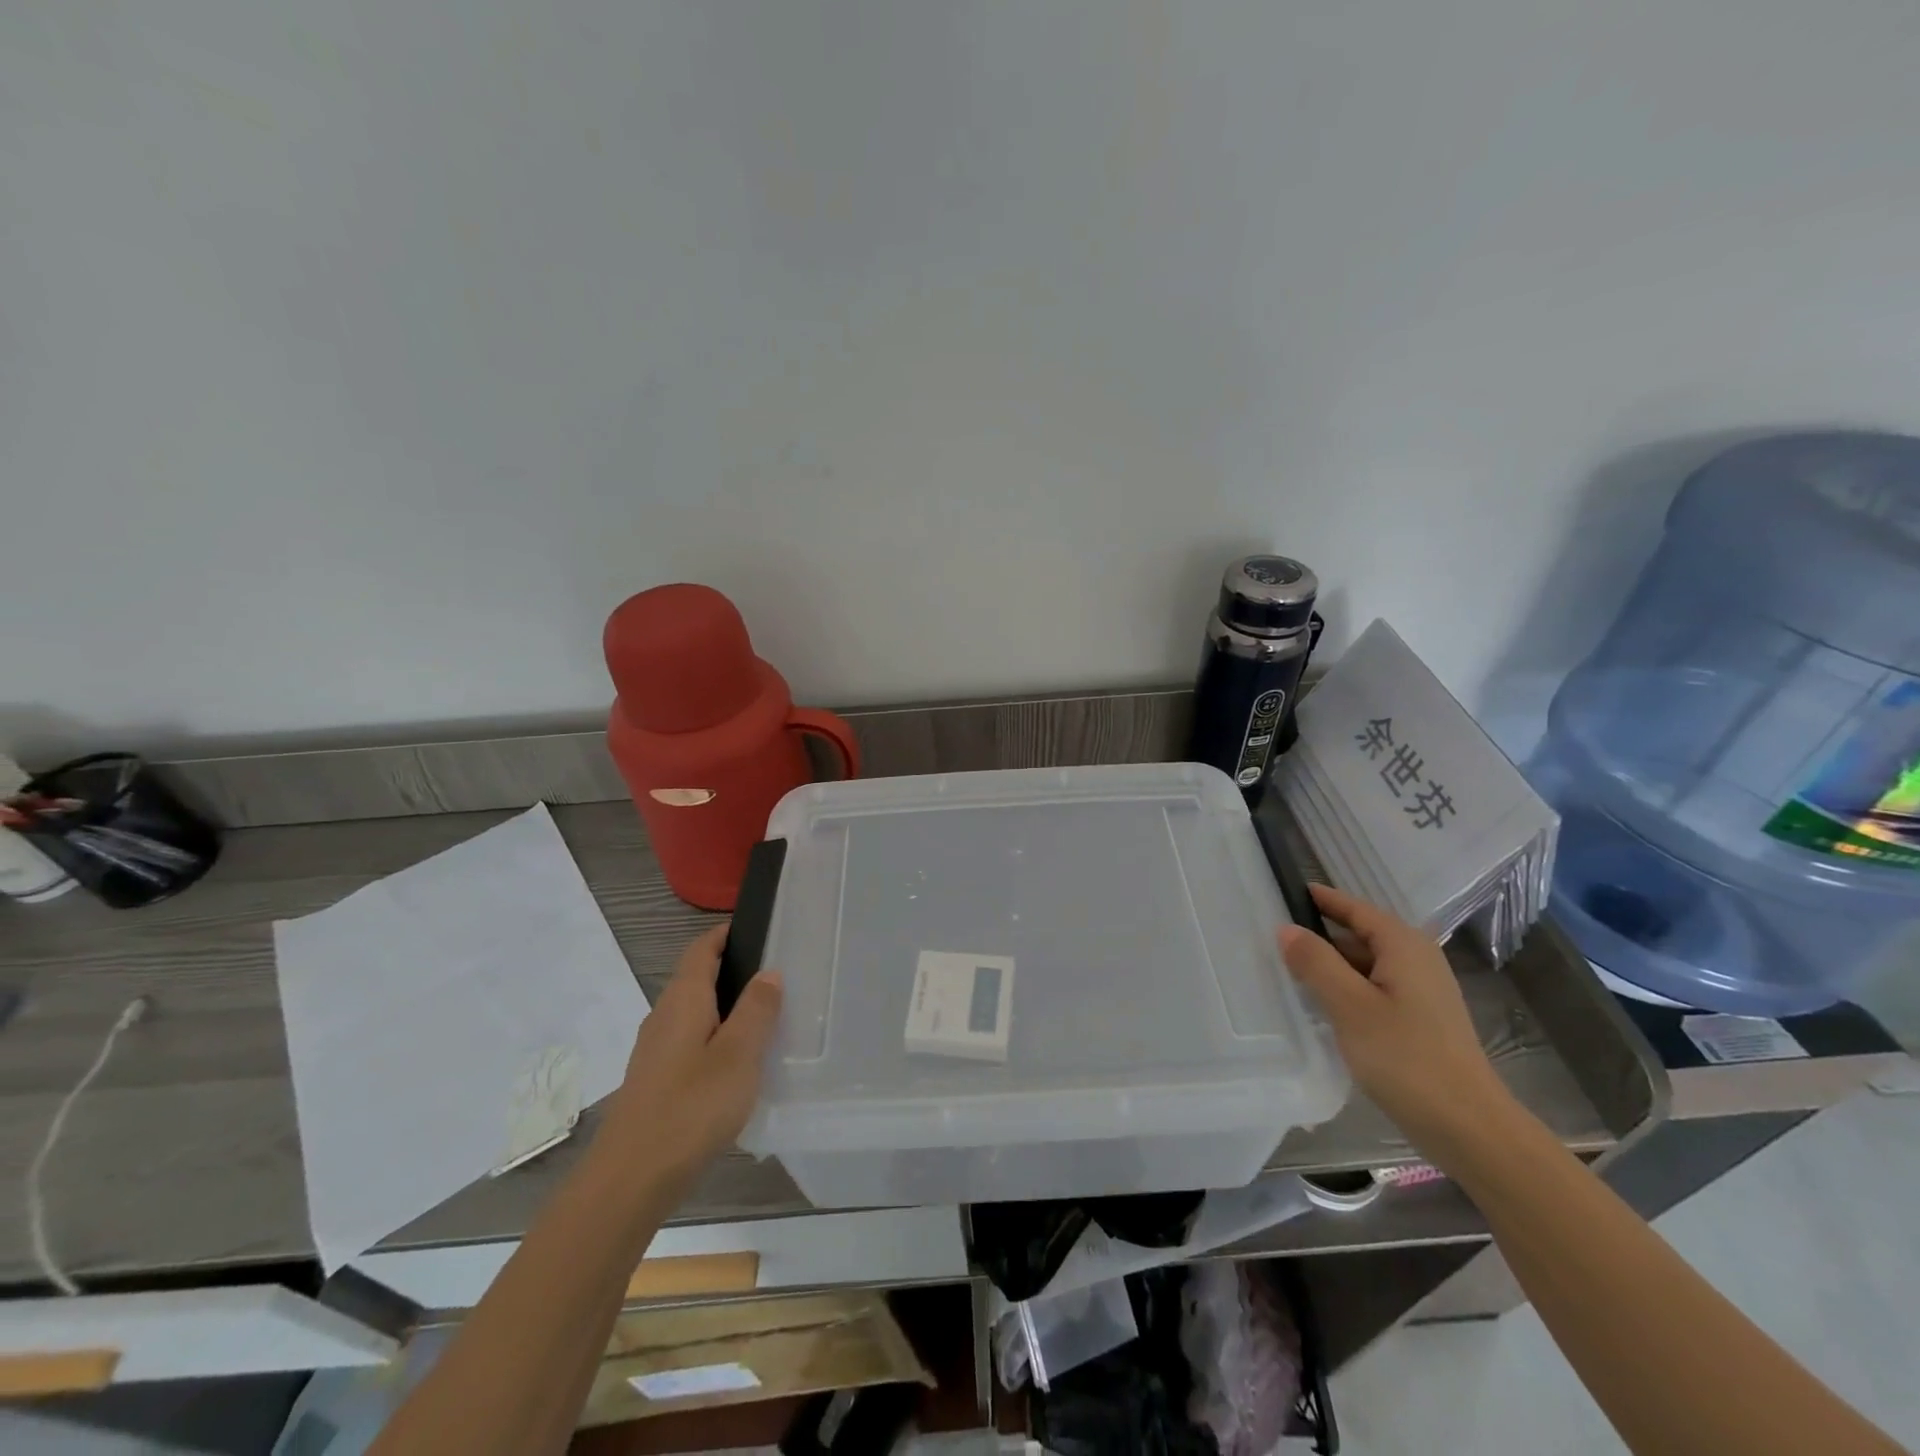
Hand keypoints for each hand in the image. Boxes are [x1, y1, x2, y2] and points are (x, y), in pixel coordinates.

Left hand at [601, 923, 784, 1190]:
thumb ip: (756, 1010)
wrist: (629, 1180)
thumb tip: (768, 972)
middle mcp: (664, 1015)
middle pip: (697, 977)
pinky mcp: (655, 1080)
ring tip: (765, 1018)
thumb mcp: (738, 1055)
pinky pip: (690, 1040)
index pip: (702, 948)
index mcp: (684, 999)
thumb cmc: (691, 1108)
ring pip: (694, 1011)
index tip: (760, 930)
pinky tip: (737, 1064)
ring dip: (725, 1005)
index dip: (726, 933)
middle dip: (732, 969)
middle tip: (777, 976)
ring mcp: (655, 1050)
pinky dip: (715, 1036)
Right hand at [1279, 883, 1514, 1166]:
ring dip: (1330, 966)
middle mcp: (1417, 959)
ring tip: (1286, 970)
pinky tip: (1321, 1007)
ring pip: (1364, 964)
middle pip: (1359, 933)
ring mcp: (1421, 991)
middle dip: (1319, 934)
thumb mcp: (1350, 1006)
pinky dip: (1346, 989)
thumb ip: (1316, 962)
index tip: (1282, 890)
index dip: (1319, 898)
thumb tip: (1286, 928)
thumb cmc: (1407, 1059)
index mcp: (1404, 945)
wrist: (1470, 1130)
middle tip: (1272, 937)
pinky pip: (1373, 989)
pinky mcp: (1420, 1020)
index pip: (1353, 907)